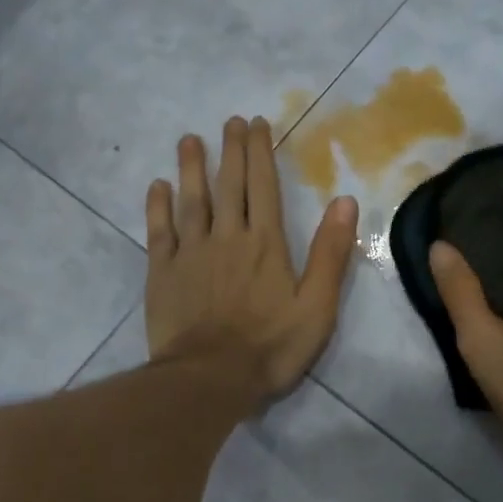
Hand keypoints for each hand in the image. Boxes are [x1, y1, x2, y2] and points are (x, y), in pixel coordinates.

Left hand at [146, 116, 359, 400]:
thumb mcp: (317, 306)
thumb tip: (345, 201)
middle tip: (228, 122)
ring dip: (191, 168)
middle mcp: (226, 237)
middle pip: (228, 185)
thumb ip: (330, 254)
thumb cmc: (270, 347)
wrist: (209, 379)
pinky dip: (158, 206)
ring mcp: (190, 253)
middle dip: (230, 150)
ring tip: (189, 140)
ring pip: (190, 200)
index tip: (255, 124)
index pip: (263, 186)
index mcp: (265, 243)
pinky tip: (158, 187)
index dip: (260, 152)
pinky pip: (159, 231)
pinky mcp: (162, 273)